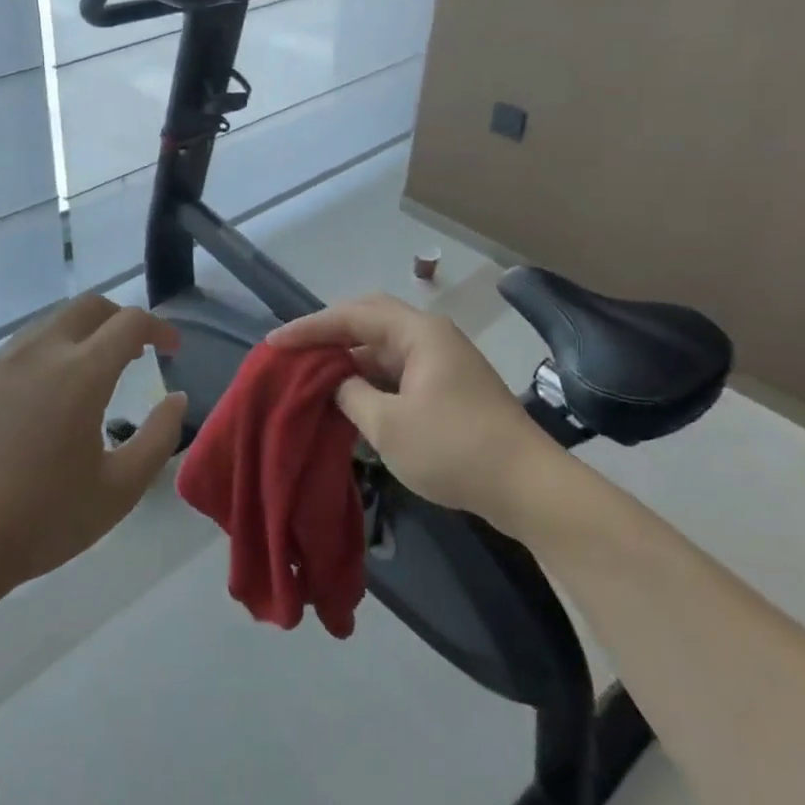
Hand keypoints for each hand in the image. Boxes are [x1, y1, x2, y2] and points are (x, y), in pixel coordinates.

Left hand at [0, 295, 187, 595]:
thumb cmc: (43, 520)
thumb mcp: (120, 490)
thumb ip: (159, 437)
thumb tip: (176, 398)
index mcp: (81, 373)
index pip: (130, 322)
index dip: (159, 328)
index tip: (171, 348)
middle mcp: (38, 353)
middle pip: (87, 306)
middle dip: (119, 318)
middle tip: (132, 352)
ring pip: (47, 326)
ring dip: (78, 337)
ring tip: (86, 378)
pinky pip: (12, 355)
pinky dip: (40, 361)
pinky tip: (35, 407)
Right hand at [270, 295, 546, 526]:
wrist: (529, 487)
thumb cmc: (455, 449)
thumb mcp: (389, 425)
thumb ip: (351, 395)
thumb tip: (337, 383)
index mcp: (418, 333)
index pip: (352, 316)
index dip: (310, 328)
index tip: (274, 343)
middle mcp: (431, 336)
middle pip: (370, 321)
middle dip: (329, 334)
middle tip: (294, 350)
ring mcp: (444, 362)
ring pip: (385, 349)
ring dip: (350, 359)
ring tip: (313, 374)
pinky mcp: (450, 388)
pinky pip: (399, 371)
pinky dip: (371, 379)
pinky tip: (350, 398)